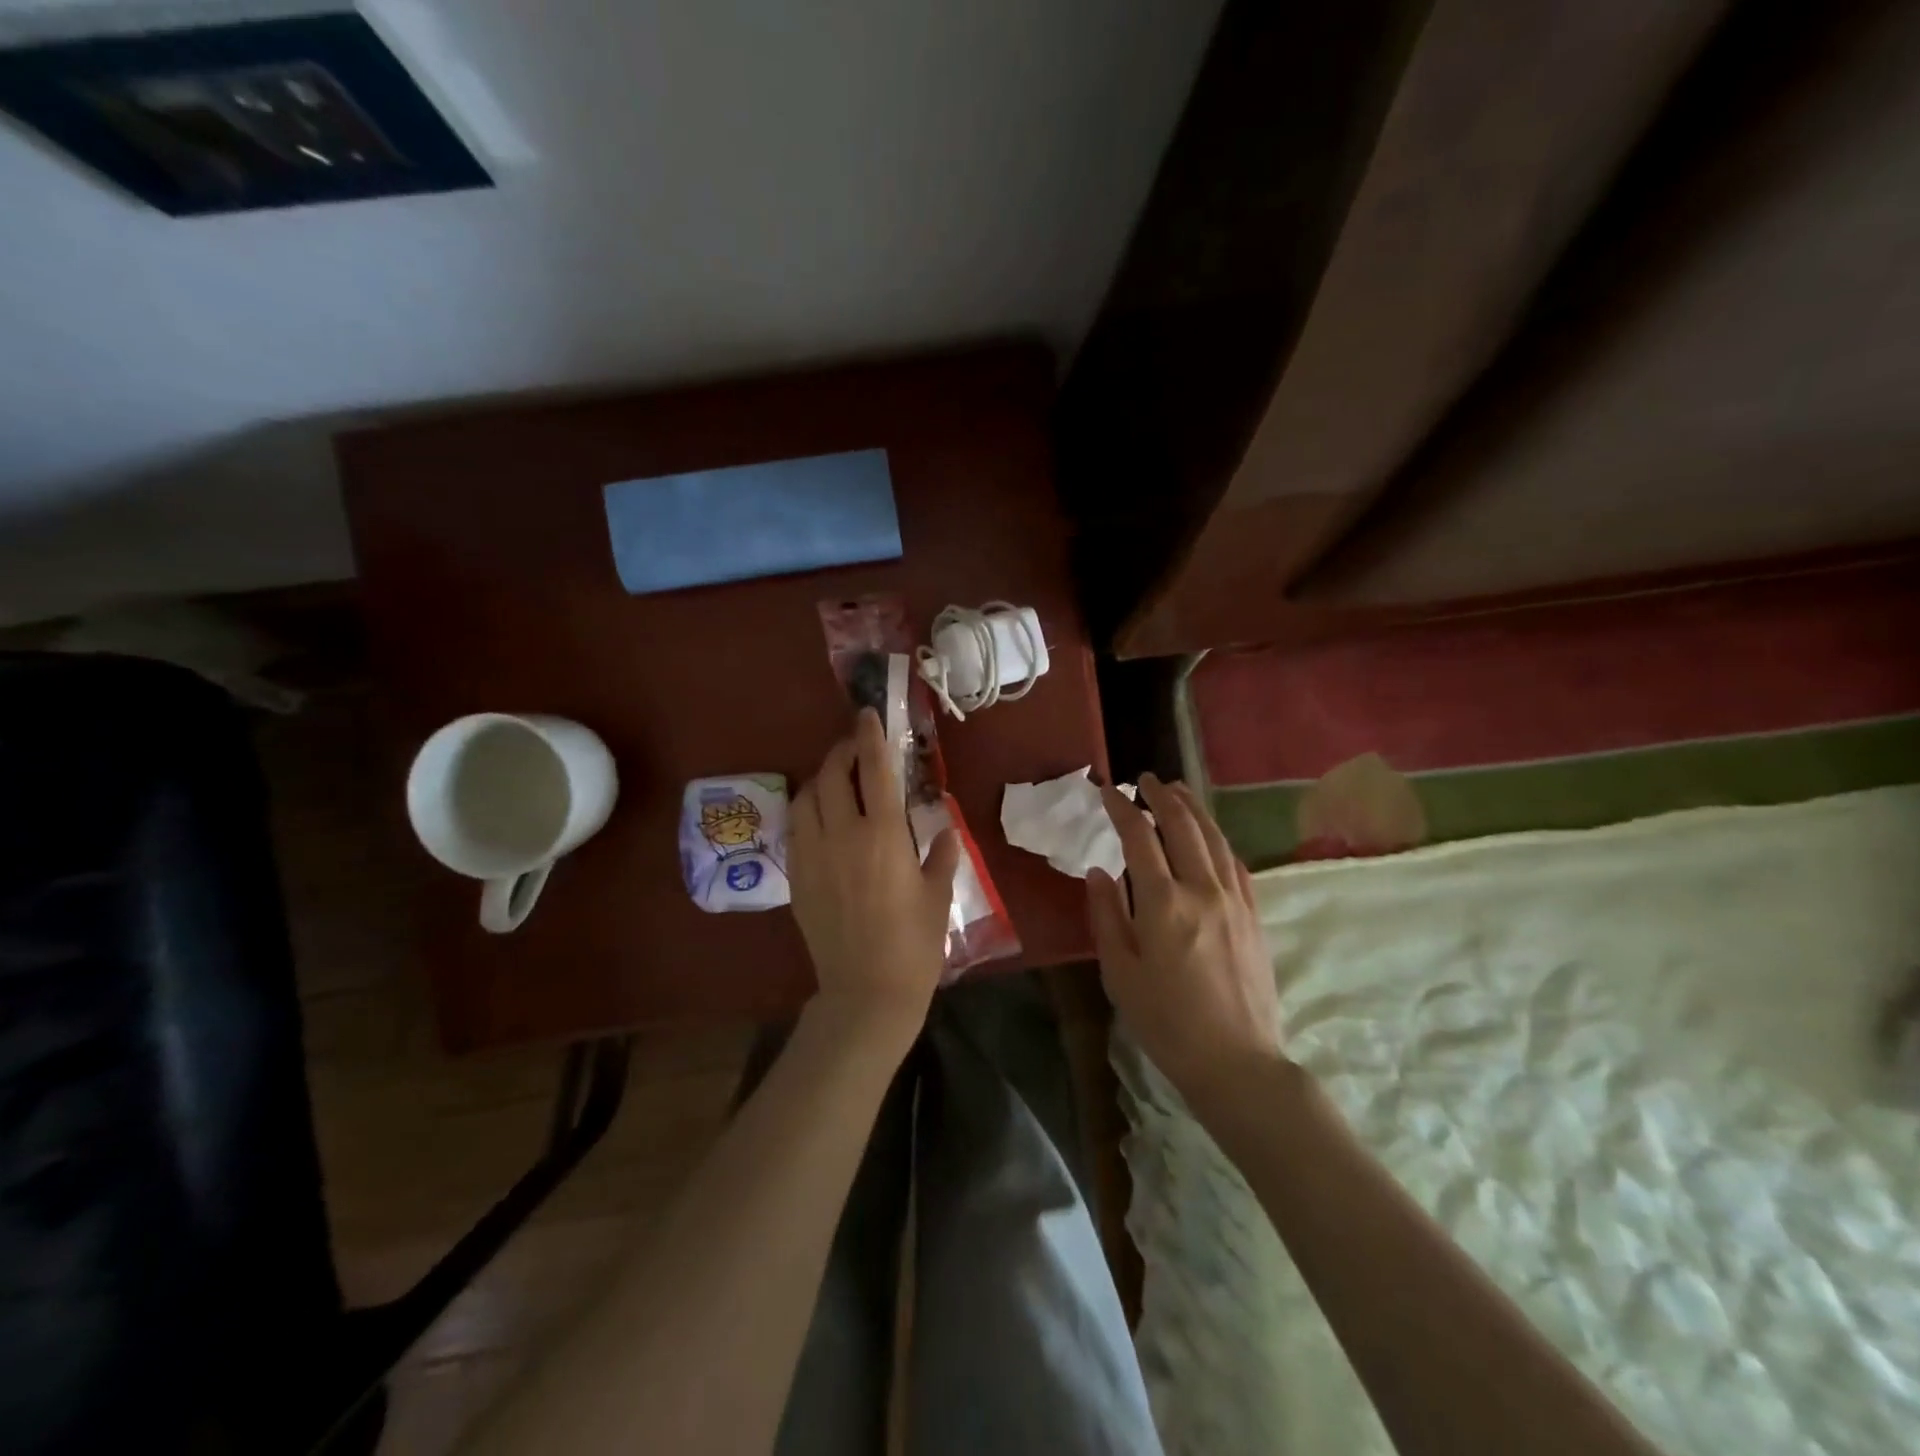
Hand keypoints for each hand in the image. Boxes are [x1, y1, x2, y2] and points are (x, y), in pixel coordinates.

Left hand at [789, 708, 960, 1055]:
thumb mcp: (938, 896)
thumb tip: (944, 830)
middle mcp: (842, 836)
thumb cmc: (914, 944)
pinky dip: (806, 811)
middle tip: (854, 748)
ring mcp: (813, 856)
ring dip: (819, 780)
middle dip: (841, 752)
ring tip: (835, 781)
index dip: (870, 737)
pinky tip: (820, 819)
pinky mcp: (796, 877)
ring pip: (805, 798)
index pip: (875, 771)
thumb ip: (941, 855)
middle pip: (831, 775)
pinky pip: (795, 829)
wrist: (866, 992)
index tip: (868, 715)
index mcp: (884, 836)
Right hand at [1088, 773, 1282, 1106]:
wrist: (1236, 1061)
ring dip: (1193, 808)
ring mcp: (1234, 900)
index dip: (1123, 808)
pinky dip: (1218, 840)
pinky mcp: (1254, 916)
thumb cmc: (1166, 1022)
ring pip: (1214, 838)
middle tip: (1145, 779)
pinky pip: (1235, 863)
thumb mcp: (1119, 972)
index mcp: (1163, 903)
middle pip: (1183, 825)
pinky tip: (1210, 836)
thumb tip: (1099, 871)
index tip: (1109, 790)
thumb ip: (1106, 915)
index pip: (1140, 837)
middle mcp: (1202, 890)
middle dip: (1162, 795)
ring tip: (1178, 789)